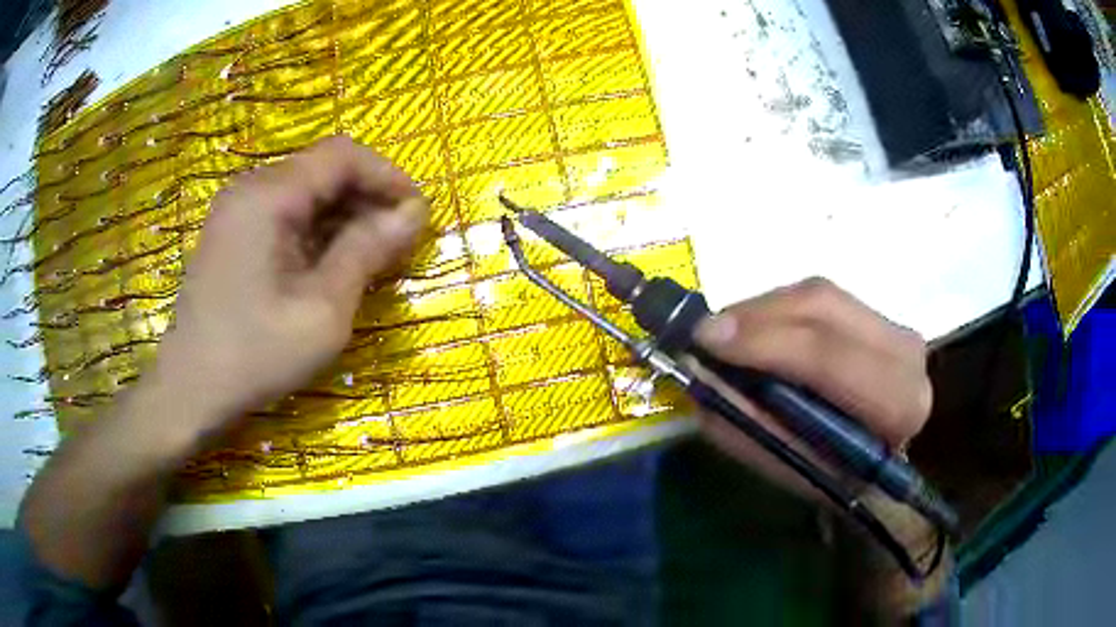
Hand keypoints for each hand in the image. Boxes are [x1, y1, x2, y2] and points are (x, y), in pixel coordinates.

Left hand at [153, 136, 428, 435]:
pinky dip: (317, 231)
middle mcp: (251, 189)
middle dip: (368, 199)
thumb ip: (367, 251)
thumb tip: (413, 214)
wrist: (190, 390)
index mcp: (269, 196)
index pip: (342, 156)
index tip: (416, 216)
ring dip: (345, 217)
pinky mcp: (233, 233)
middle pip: (324, 170)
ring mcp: (238, 210)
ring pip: (306, 192)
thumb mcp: (322, 310)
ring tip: (372, 259)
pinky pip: (286, 214)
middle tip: (398, 245)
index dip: (387, 177)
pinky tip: (333, 265)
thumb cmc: (255, 354)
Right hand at [693, 277, 931, 493]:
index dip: (765, 343)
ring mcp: (893, 325)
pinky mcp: (878, 314)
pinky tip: (755, 330)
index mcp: (896, 403)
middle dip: (754, 315)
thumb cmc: (840, 479)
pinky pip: (818, 298)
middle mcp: (904, 351)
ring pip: (817, 294)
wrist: (887, 464)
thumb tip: (699, 379)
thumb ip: (749, 427)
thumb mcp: (794, 469)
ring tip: (724, 334)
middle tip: (704, 332)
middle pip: (821, 305)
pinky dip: (777, 310)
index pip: (829, 357)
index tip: (706, 340)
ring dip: (761, 310)